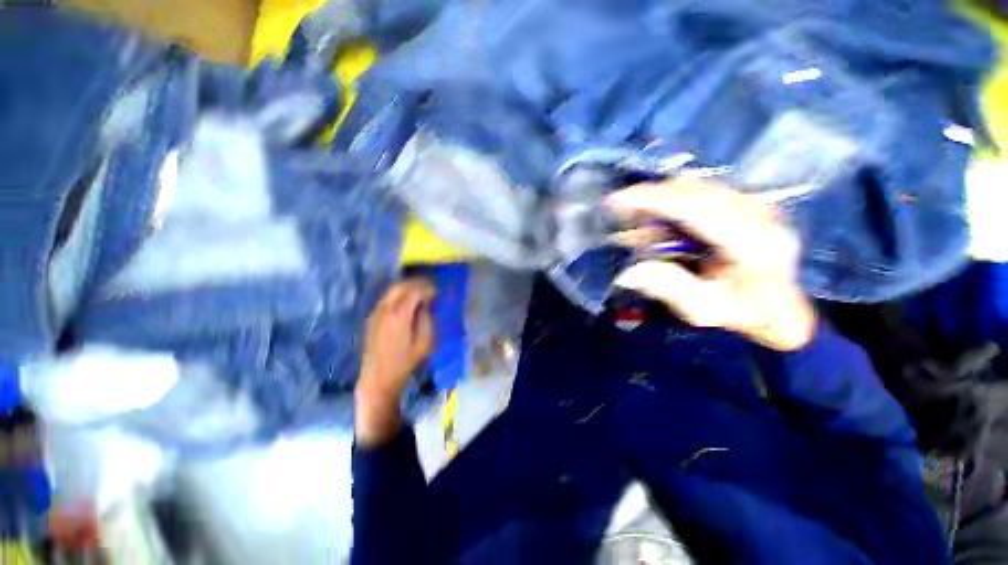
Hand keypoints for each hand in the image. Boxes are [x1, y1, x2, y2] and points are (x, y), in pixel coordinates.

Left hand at [355, 279, 435, 445]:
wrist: (378, 378)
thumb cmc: (405, 362)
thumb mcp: (424, 342)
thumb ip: (426, 319)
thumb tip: (426, 305)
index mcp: (399, 315)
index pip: (414, 292)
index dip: (428, 289)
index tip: (437, 292)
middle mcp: (384, 309)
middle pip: (400, 286)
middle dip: (416, 283)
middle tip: (429, 287)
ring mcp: (375, 313)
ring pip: (391, 291)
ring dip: (406, 288)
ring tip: (420, 292)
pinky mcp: (372, 319)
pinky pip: (386, 299)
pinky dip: (398, 295)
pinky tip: (407, 302)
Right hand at [607, 180, 814, 350]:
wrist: (779, 309)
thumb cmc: (742, 314)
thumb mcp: (702, 310)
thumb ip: (668, 287)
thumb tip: (629, 271)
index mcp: (754, 244)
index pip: (699, 208)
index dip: (655, 200)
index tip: (619, 200)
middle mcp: (761, 216)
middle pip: (696, 191)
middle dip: (652, 196)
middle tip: (621, 209)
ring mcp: (757, 205)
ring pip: (699, 187)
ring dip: (663, 200)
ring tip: (639, 220)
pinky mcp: (749, 204)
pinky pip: (704, 192)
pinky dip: (676, 201)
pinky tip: (661, 220)